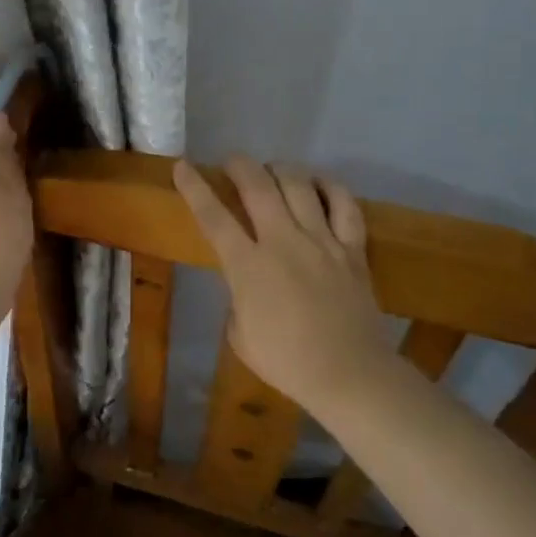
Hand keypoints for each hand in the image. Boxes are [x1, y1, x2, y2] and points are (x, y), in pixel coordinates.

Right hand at [174, 156, 397, 410]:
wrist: (348, 373)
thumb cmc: (286, 361)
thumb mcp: (240, 335)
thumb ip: (238, 299)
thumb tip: (246, 284)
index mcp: (248, 266)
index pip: (214, 217)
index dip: (195, 188)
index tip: (182, 166)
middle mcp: (283, 242)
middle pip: (258, 187)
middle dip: (240, 166)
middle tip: (233, 162)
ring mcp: (321, 241)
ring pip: (299, 186)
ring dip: (281, 170)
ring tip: (273, 170)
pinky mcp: (353, 248)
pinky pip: (345, 205)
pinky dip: (330, 187)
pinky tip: (319, 183)